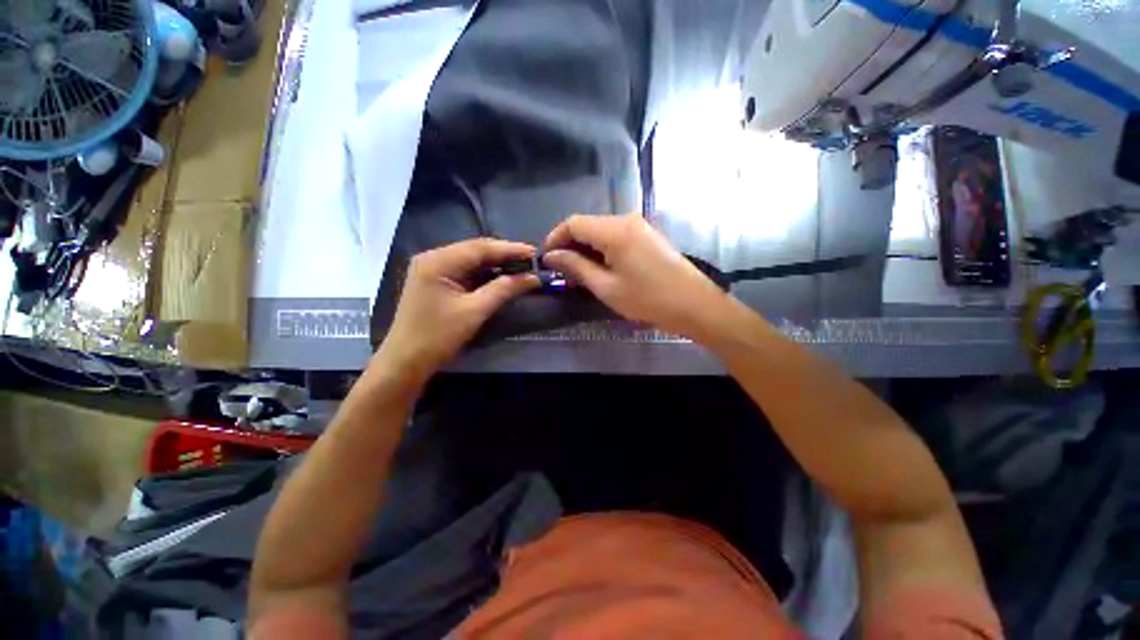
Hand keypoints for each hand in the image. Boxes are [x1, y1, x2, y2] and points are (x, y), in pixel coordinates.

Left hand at [376, 238, 539, 380]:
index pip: (481, 247)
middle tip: (532, 262)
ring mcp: (434, 269)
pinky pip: (466, 272)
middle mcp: (434, 258)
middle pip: (476, 251)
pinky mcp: (437, 282)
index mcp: (439, 261)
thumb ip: (503, 289)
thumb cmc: (438, 336)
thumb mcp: (475, 311)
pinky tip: (502, 278)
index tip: (535, 253)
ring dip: (497, 265)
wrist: (405, 362)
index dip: (510, 249)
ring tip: (522, 268)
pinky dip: (486, 275)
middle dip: (505, 256)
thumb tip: (532, 277)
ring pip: (472, 261)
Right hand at [542, 214, 730, 337]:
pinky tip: (600, 268)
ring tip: (578, 273)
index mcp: (615, 230)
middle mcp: (626, 220)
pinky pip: (616, 236)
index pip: (573, 223)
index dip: (555, 238)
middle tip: (561, 270)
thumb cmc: (648, 299)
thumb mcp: (606, 287)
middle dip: (570, 244)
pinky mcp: (647, 236)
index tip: (546, 259)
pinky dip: (601, 249)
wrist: (694, 305)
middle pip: (587, 224)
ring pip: (601, 231)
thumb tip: (552, 256)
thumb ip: (577, 267)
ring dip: (585, 248)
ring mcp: (639, 227)